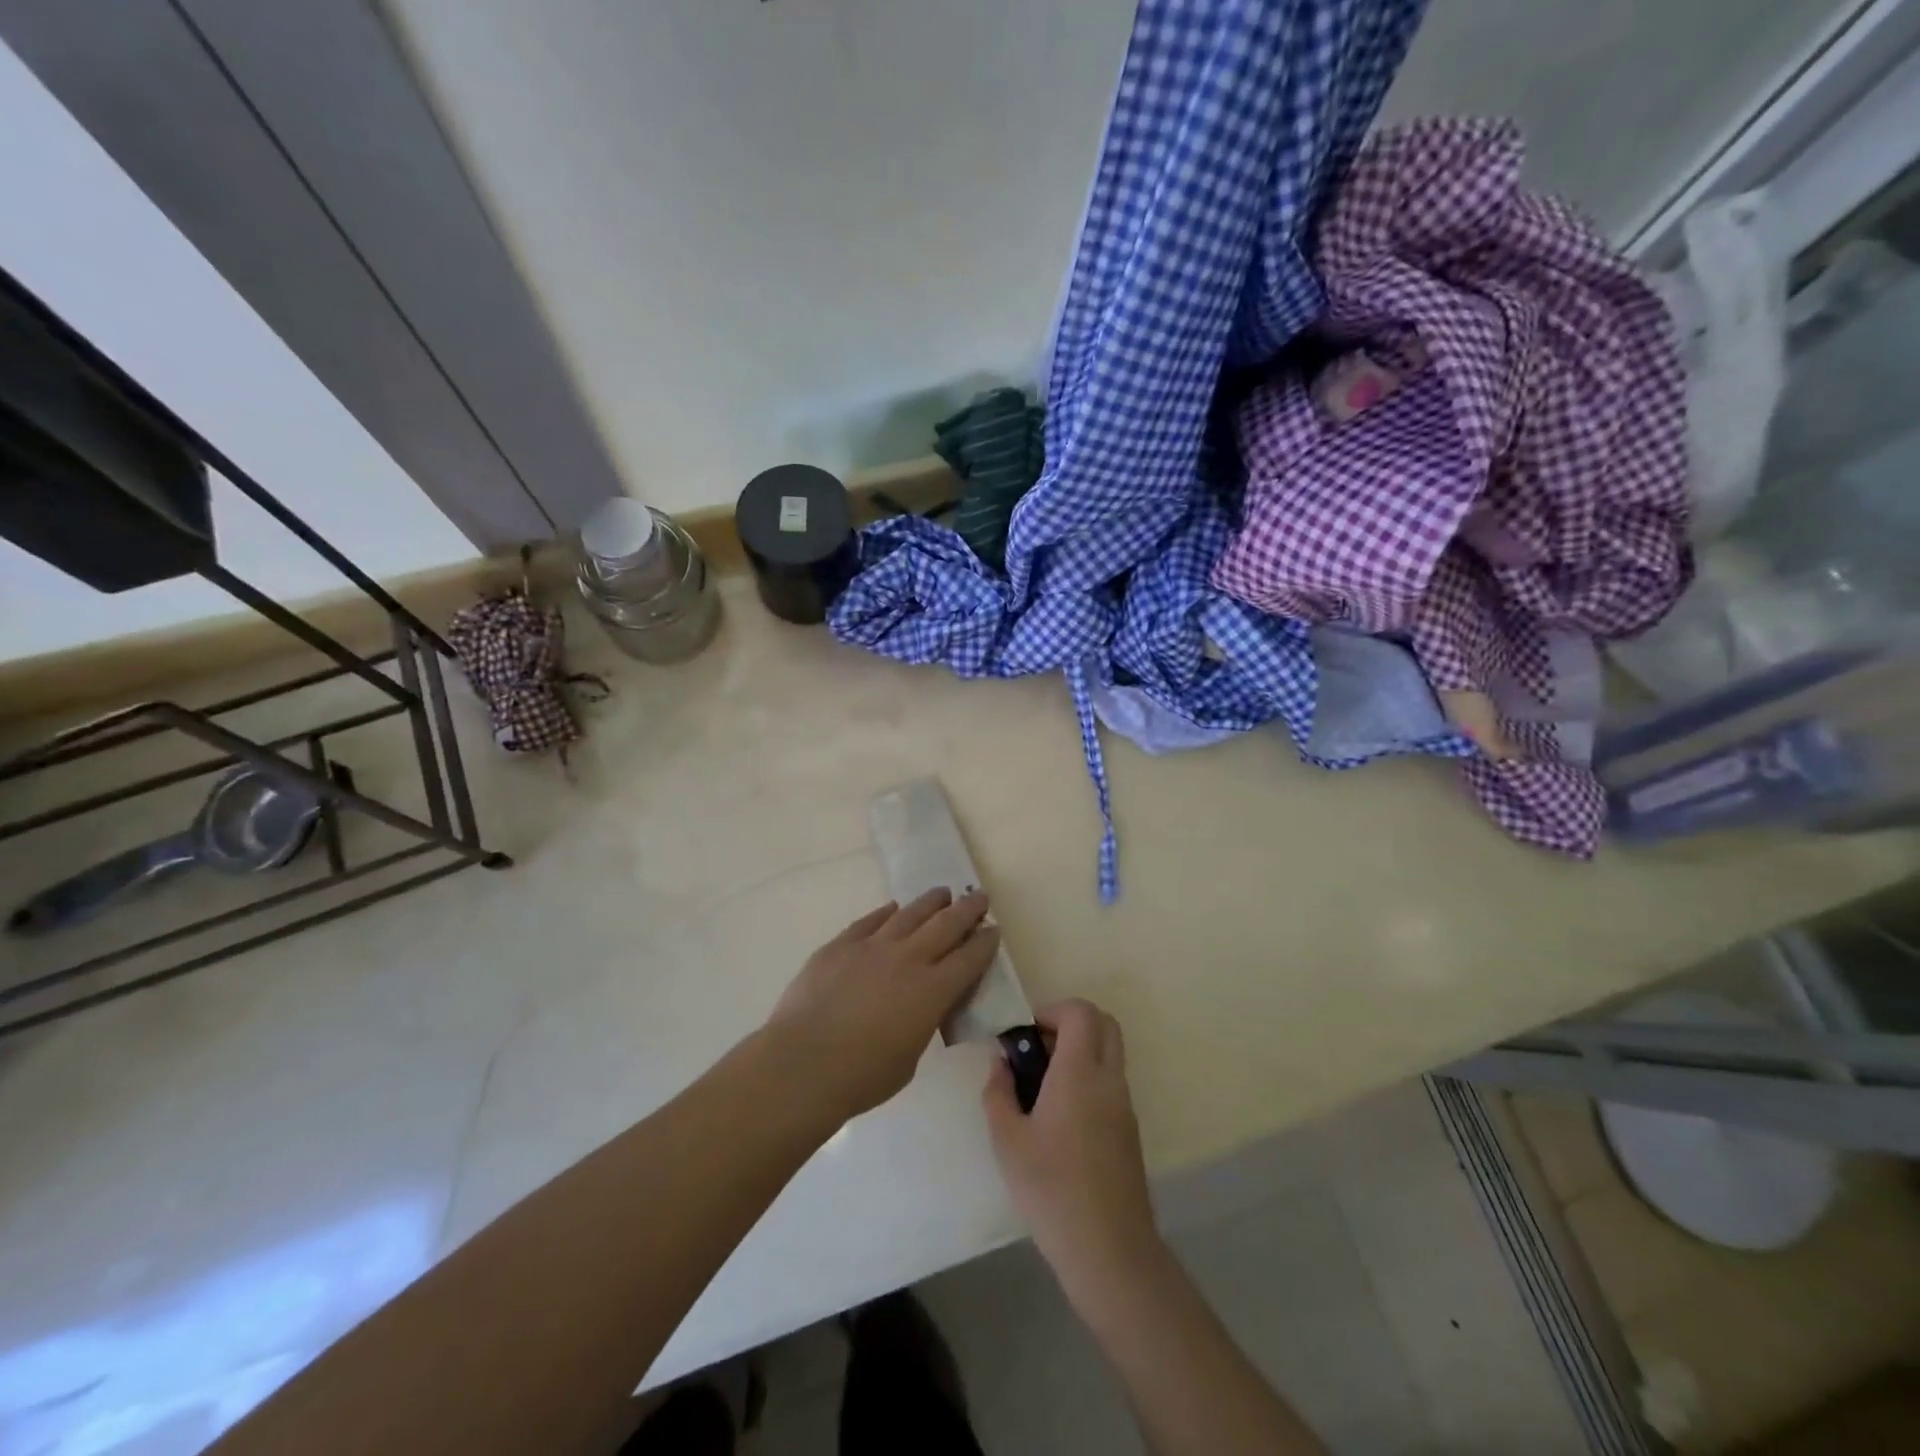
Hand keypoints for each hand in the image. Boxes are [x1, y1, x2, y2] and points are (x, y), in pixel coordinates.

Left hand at [764, 888, 1000, 1128]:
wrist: (803, 1063)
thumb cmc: (862, 1076)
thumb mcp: (910, 1057)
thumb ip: (922, 1023)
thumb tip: (921, 1007)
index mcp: (933, 991)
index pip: (970, 957)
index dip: (985, 941)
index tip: (994, 929)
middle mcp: (909, 959)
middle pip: (946, 924)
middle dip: (967, 909)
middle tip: (978, 897)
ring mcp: (873, 946)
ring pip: (910, 913)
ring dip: (931, 902)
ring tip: (942, 894)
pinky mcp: (841, 944)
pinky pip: (871, 920)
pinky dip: (887, 912)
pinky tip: (894, 908)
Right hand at [984, 999, 1160, 1294]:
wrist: (1109, 1250)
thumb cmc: (1051, 1189)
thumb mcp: (1007, 1141)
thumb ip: (998, 1093)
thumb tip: (1000, 1063)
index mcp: (1080, 1073)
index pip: (1081, 1012)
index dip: (1053, 1010)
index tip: (1026, 1035)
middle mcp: (1109, 1079)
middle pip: (1104, 1023)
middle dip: (1070, 1023)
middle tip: (1037, 1050)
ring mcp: (1124, 1105)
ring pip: (1110, 1053)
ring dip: (1080, 1052)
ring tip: (1041, 1087)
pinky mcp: (1129, 1130)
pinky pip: (1111, 1083)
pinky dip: (1089, 1079)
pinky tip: (1060, 1119)